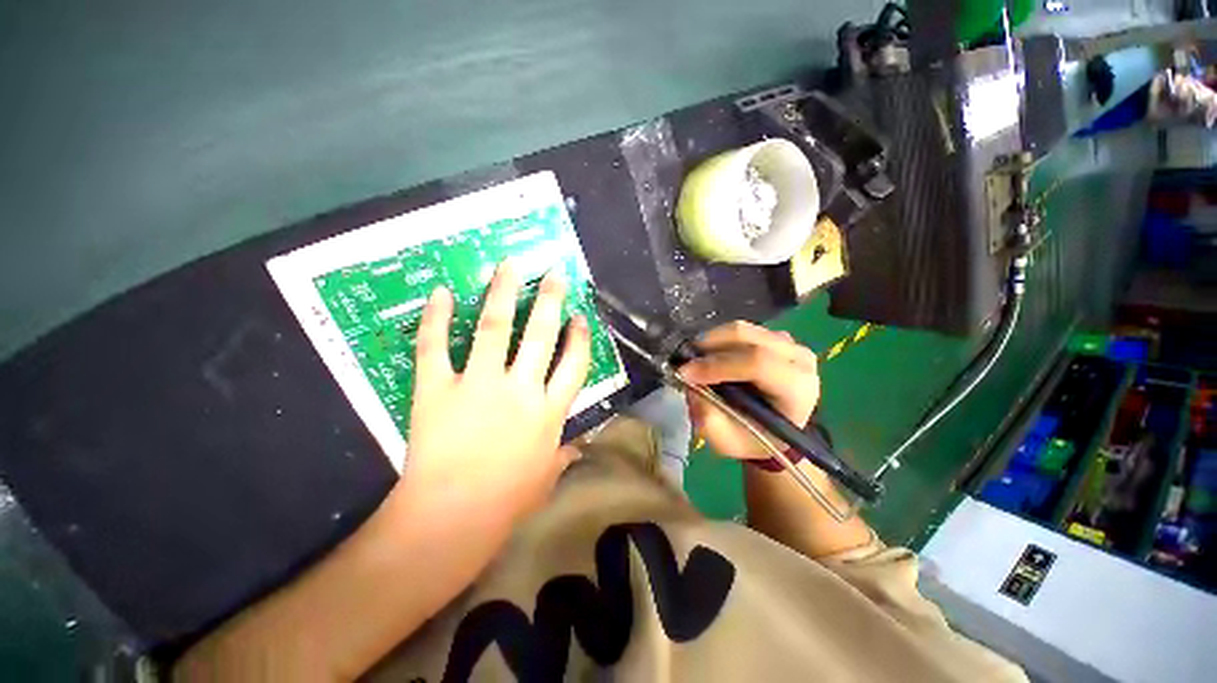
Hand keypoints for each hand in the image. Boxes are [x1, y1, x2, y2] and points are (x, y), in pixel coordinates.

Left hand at [401, 262, 590, 522]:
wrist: (450, 520)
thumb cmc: (505, 504)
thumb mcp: (545, 478)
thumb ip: (563, 455)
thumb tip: (580, 445)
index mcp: (549, 411)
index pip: (574, 364)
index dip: (580, 337)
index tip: (580, 316)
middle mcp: (521, 389)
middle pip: (540, 335)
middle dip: (550, 301)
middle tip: (554, 274)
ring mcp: (479, 385)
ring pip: (496, 329)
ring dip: (503, 294)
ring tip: (507, 266)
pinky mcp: (439, 389)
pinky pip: (436, 347)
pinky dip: (437, 319)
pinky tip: (442, 293)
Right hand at [678, 322, 819, 459]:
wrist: (775, 433)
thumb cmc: (754, 439)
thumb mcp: (727, 442)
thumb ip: (708, 419)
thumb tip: (690, 385)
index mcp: (797, 389)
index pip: (757, 362)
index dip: (716, 365)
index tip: (685, 373)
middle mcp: (799, 358)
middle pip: (746, 336)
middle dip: (708, 347)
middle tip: (685, 362)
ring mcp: (789, 343)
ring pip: (741, 329)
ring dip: (711, 342)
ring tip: (695, 361)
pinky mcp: (776, 337)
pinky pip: (742, 330)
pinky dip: (719, 340)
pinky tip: (711, 357)